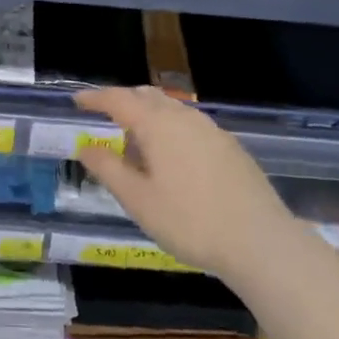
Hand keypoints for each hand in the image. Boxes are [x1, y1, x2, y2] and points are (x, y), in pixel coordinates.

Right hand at [72, 86, 281, 278]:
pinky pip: (189, 125)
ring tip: (135, 144)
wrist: (260, 242)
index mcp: (157, 124)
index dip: (95, 98)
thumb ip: (107, 169)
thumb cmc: (189, 221)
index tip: (77, 101)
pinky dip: (170, 129)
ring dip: (148, 116)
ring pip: (171, 109)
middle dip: (123, 102)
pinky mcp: (230, 146)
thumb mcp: (138, 200)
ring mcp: (211, 130)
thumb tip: (85, 147)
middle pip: (147, 96)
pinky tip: (171, 159)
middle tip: (104, 118)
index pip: (118, 99)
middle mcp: (184, 117)